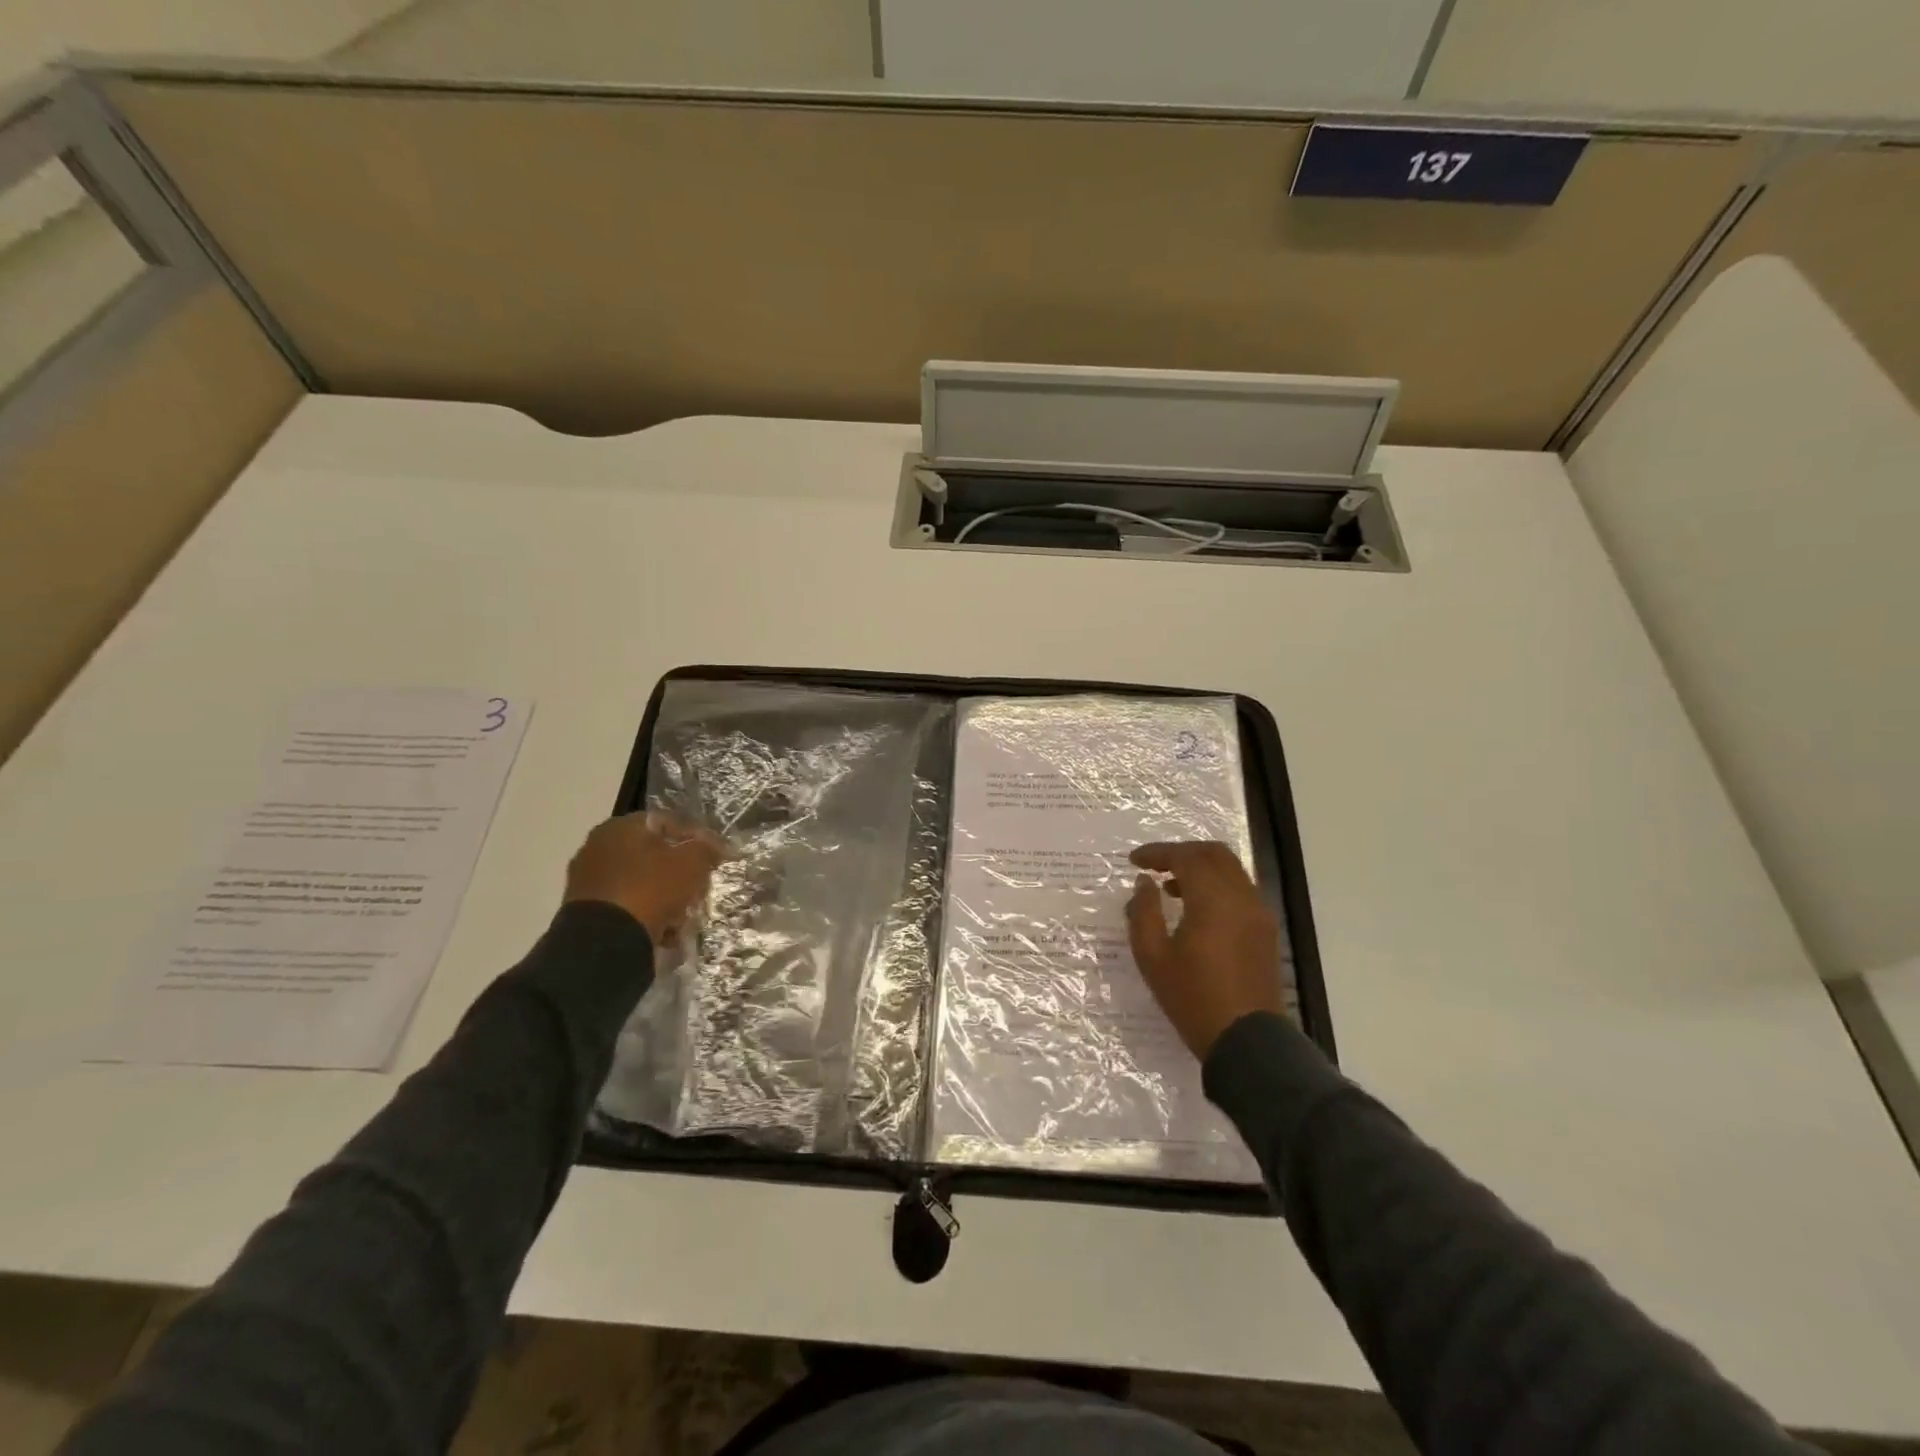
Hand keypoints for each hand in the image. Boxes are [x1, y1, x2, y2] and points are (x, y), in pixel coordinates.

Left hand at [564, 811, 724, 945]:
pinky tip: (662, 930)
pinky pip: (625, 904)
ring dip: (663, 895)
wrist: (604, 940)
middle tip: (698, 888)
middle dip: (678, 871)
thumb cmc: (651, 888)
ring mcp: (587, 878)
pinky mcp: (583, 909)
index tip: (713, 858)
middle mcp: (599, 845)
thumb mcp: (692, 863)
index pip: (668, 822)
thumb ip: (707, 848)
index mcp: (622, 826)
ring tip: (682, 915)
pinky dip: (644, 913)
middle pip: (653, 854)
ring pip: (640, 881)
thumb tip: (717, 845)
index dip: (695, 838)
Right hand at [1125, 841, 1285, 1061]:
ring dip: (1200, 868)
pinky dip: (1216, 885)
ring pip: (1230, 870)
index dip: (1157, 853)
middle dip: (1182, 852)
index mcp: (1213, 899)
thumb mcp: (1153, 956)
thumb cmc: (1193, 998)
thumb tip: (1144, 884)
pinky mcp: (1265, 930)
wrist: (1247, 1041)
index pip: (1185, 857)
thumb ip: (1143, 912)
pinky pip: (1240, 890)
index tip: (1134, 861)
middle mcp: (1241, 897)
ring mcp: (1258, 913)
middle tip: (1154, 865)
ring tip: (1170, 887)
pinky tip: (1196, 908)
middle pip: (1214, 854)